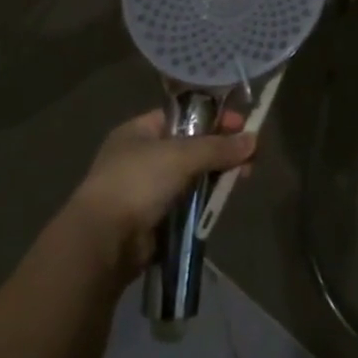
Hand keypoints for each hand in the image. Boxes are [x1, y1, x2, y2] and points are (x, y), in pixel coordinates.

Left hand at [68, 109, 254, 281]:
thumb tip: (253, 140)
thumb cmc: (137, 182)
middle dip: (220, 151)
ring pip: (191, 177)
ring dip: (215, 177)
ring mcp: (146, 189)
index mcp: (139, 131)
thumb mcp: (180, 155)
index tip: (241, 125)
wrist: (104, 239)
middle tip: (249, 158)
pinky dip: (204, 202)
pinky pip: (186, 203)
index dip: (212, 119)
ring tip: (243, 178)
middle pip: (190, 147)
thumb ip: (217, 148)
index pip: (182, 117)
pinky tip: (222, 201)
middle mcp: (141, 156)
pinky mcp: (154, 219)